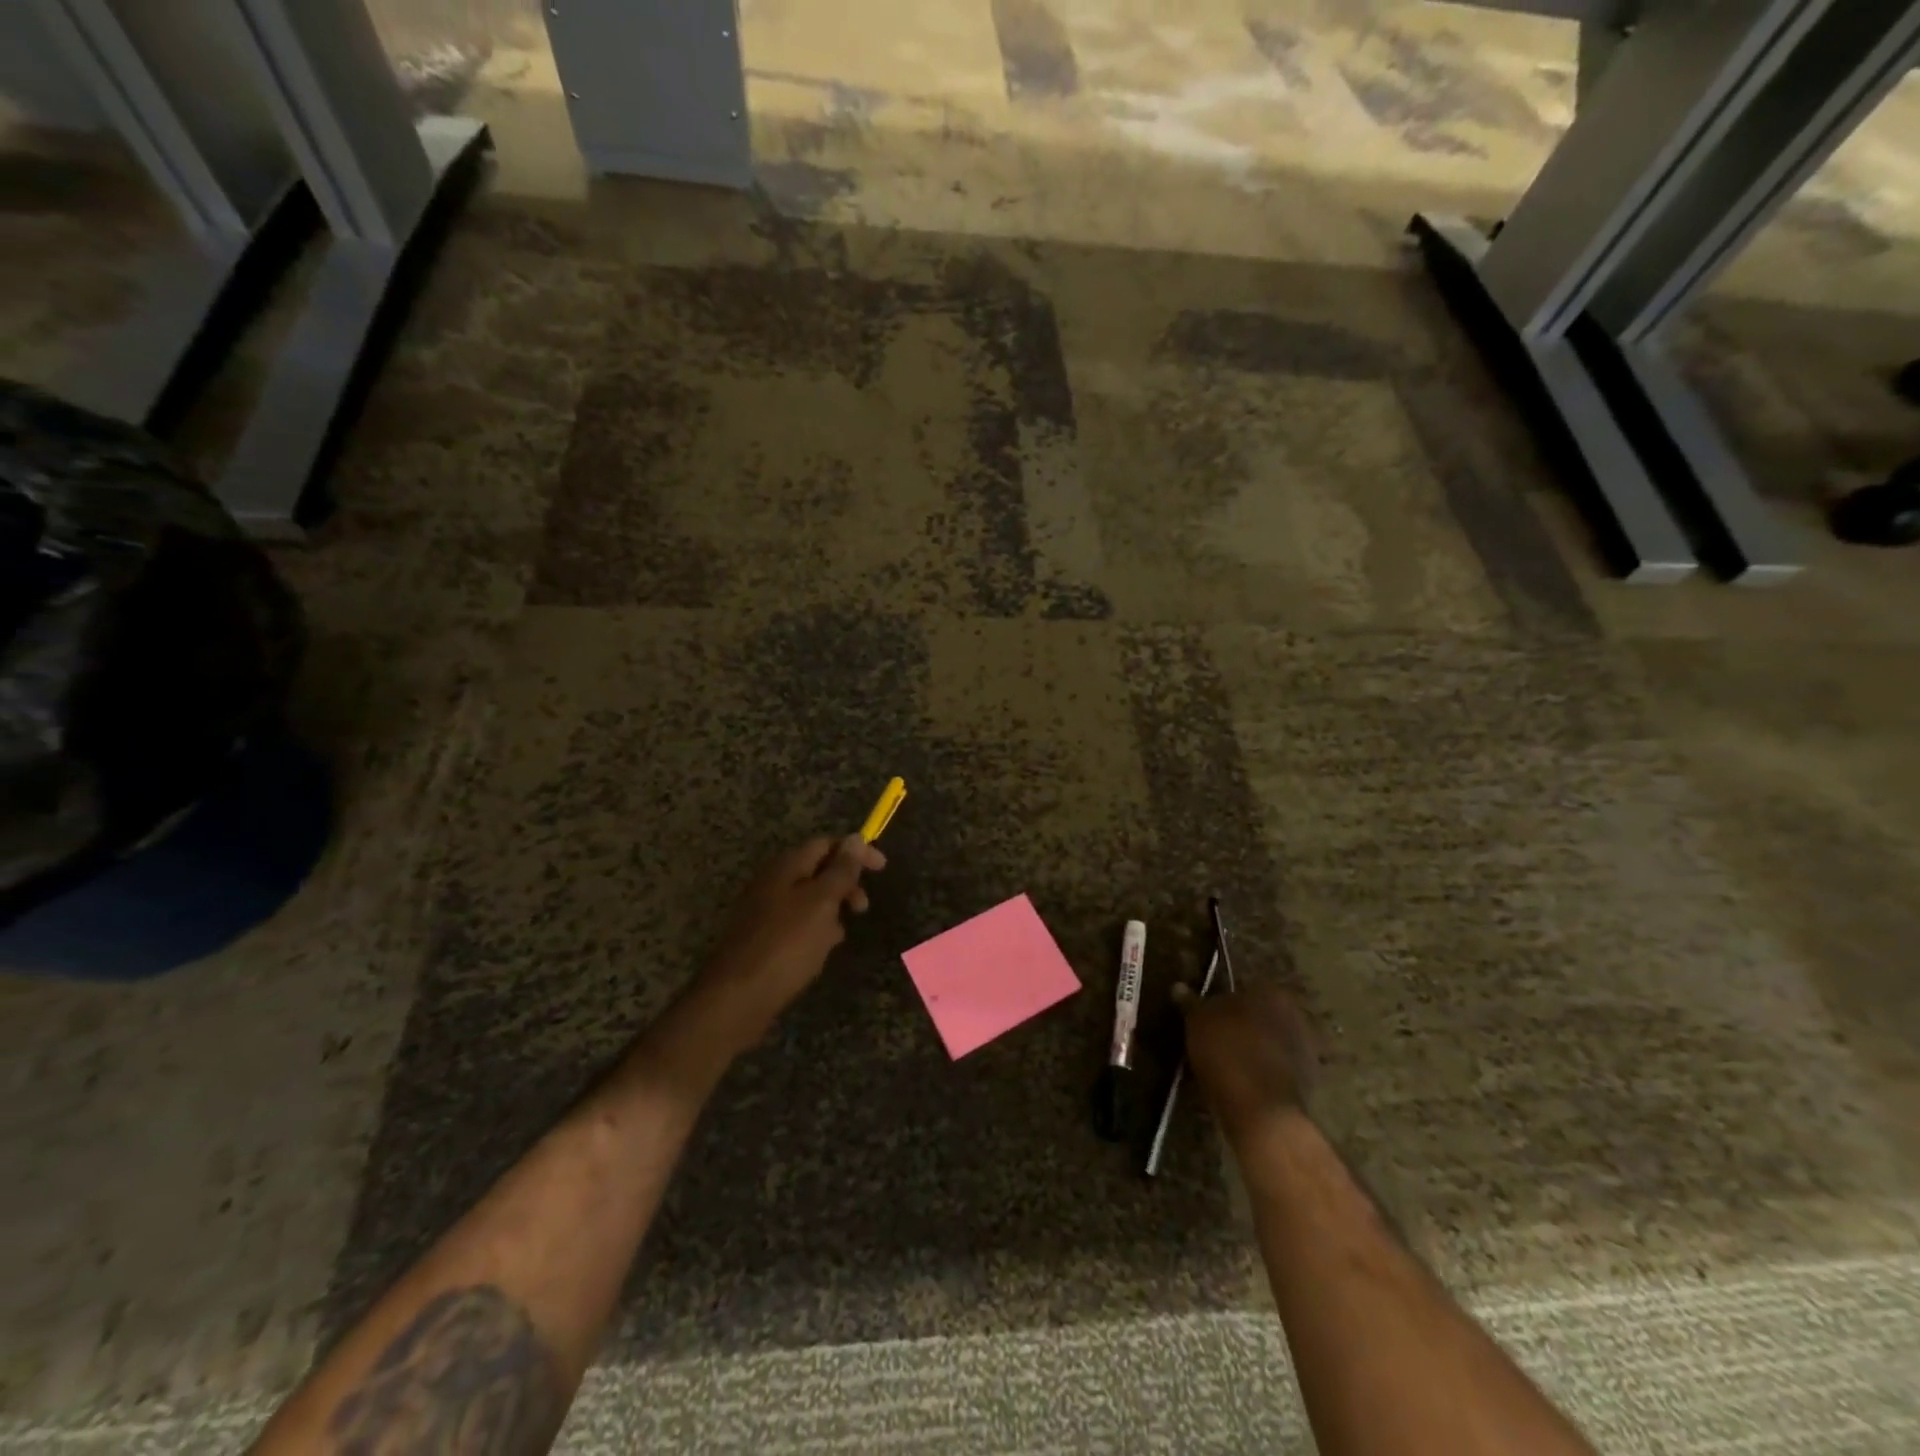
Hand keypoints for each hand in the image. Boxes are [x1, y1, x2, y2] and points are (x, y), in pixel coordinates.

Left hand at [669, 835, 885, 1070]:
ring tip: (842, 932)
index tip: (882, 869)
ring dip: (832, 909)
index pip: (825, 844)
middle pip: (817, 870)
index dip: (855, 851)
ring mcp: (765, 910)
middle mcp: (773, 882)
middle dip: (845, 883)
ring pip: (809, 899)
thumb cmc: (786, 944)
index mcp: (786, 867)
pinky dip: (816, 929)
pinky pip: (798, 923)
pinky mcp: (764, 937)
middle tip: (862, 907)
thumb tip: (855, 837)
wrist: (738, 997)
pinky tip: (821, 950)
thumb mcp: (821, 902)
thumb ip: (840, 870)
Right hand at [1174, 983, 1315, 1142]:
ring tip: (1226, 1064)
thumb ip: (1191, 1002)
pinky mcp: (1309, 1083)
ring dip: (1255, 1049)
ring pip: (1271, 1042)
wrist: (1262, 1113)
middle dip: (1243, 1024)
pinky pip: (1278, 1069)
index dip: (1223, 1001)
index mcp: (1272, 992)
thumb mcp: (1198, 1022)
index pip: (1244, 987)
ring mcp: (1307, 1051)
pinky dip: (1264, 1073)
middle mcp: (1296, 1014)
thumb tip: (1179, 987)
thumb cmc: (1228, 1053)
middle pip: (1261, 1014)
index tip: (1207, 1016)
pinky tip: (1243, 1084)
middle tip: (1215, 1038)